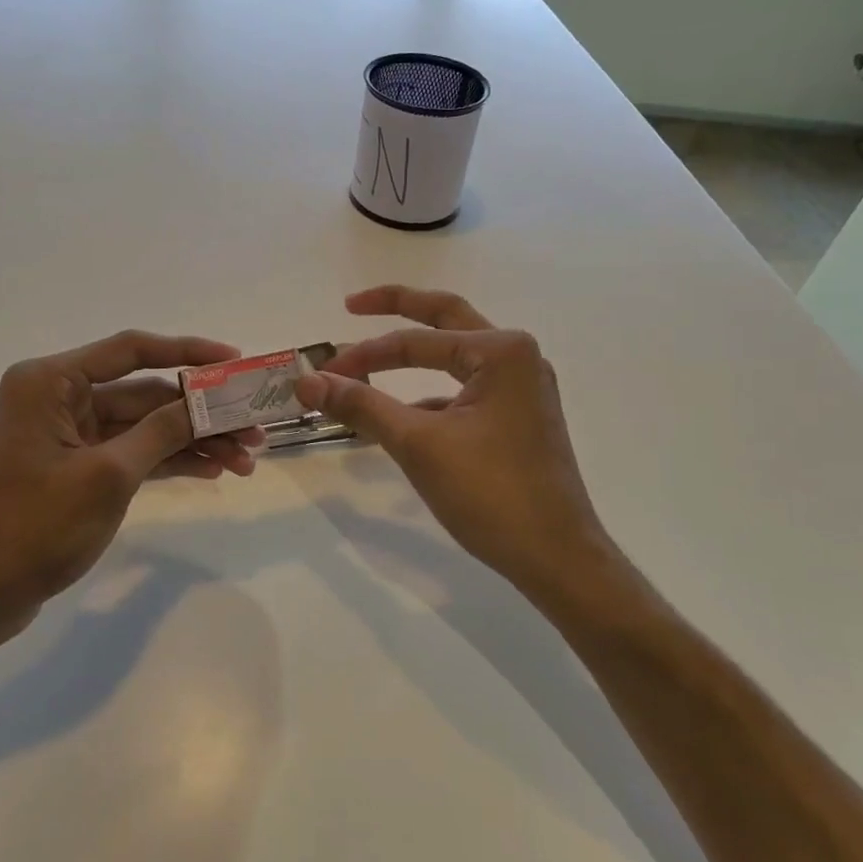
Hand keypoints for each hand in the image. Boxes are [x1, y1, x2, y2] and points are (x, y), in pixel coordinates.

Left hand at [0, 331, 260, 636]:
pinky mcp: (80, 466)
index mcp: (52, 382)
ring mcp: (71, 434)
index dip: (188, 352)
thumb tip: (209, 401)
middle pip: (145, 392)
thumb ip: (163, 431)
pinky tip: (214, 470)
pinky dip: (170, 460)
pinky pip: (134, 451)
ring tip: (246, 460)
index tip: (235, 360)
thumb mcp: (109, 474)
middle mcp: (60, 397)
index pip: (131, 350)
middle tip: (254, 427)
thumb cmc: (37, 524)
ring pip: (146, 426)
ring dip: (193, 440)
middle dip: (200, 412)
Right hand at [296, 287, 615, 599]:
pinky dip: (432, 396)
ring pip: (456, 357)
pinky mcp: (520, 417)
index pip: (415, 341)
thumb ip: (362, 405)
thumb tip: (306, 382)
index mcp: (500, 351)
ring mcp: (523, 388)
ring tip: (368, 368)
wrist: (555, 557)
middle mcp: (518, 357)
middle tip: (352, 304)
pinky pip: (467, 390)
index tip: (320, 373)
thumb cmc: (490, 493)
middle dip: (398, 309)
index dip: (362, 355)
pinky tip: (405, 419)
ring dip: (414, 358)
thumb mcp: (418, 444)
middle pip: (446, 319)